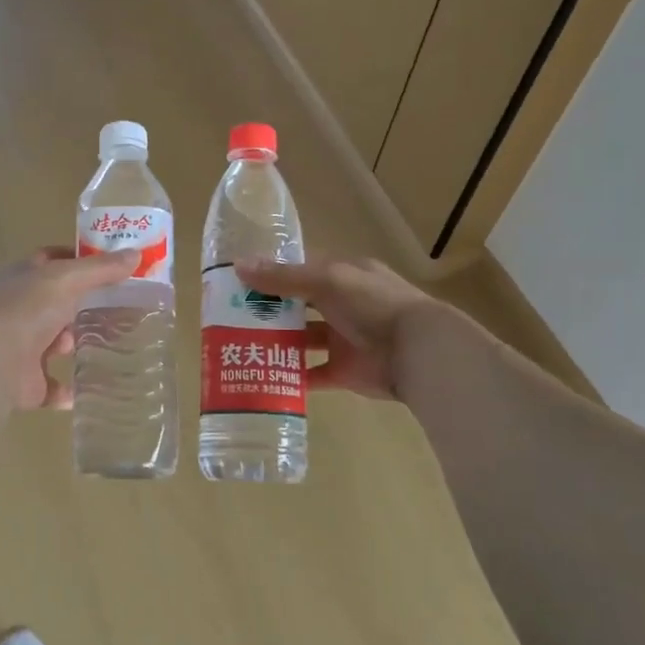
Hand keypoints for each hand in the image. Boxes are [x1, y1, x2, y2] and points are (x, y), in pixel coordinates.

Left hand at [0, 246, 139, 410]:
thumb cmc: (24, 311)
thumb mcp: (66, 279)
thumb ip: (100, 269)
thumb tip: (135, 254)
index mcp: (19, 279)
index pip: (50, 261)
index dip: (78, 260)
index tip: (110, 265)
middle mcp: (16, 311)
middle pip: (55, 304)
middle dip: (83, 306)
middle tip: (121, 307)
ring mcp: (18, 349)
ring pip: (54, 344)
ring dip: (76, 345)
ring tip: (112, 345)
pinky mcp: (25, 384)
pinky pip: (54, 386)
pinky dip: (72, 389)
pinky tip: (97, 387)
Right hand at [235, 256, 448, 401]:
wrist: (416, 351)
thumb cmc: (372, 304)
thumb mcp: (326, 280)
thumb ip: (283, 277)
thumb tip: (237, 266)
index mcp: (342, 276)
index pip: (301, 270)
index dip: (271, 274)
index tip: (238, 281)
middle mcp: (342, 305)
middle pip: (298, 305)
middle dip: (268, 310)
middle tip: (228, 316)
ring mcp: (343, 339)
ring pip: (302, 339)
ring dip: (276, 342)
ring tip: (239, 346)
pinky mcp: (344, 371)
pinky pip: (313, 374)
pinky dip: (291, 377)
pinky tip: (263, 376)